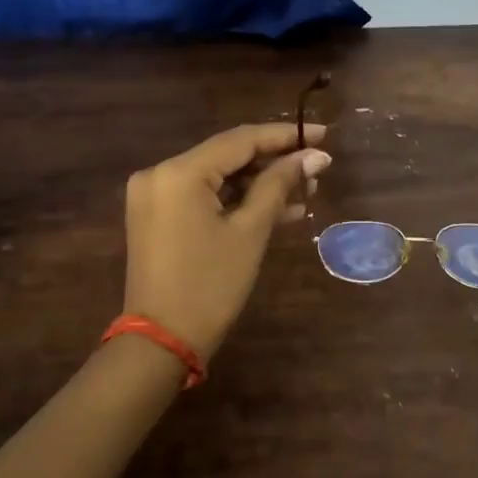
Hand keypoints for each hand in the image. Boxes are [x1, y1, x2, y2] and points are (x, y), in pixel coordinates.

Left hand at [123, 123, 330, 362]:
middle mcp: (160, 173)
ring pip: (218, 176)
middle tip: (317, 170)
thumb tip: (315, 156)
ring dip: (259, 183)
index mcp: (179, 172)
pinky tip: (278, 209)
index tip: (323, 135)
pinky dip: (236, 201)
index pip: (240, 140)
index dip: (285, 136)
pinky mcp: (158, 215)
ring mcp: (155, 195)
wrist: (161, 342)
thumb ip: (280, 185)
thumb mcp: (250, 231)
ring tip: (305, 191)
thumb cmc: (210, 285)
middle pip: (228, 155)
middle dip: (274, 162)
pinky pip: (204, 196)